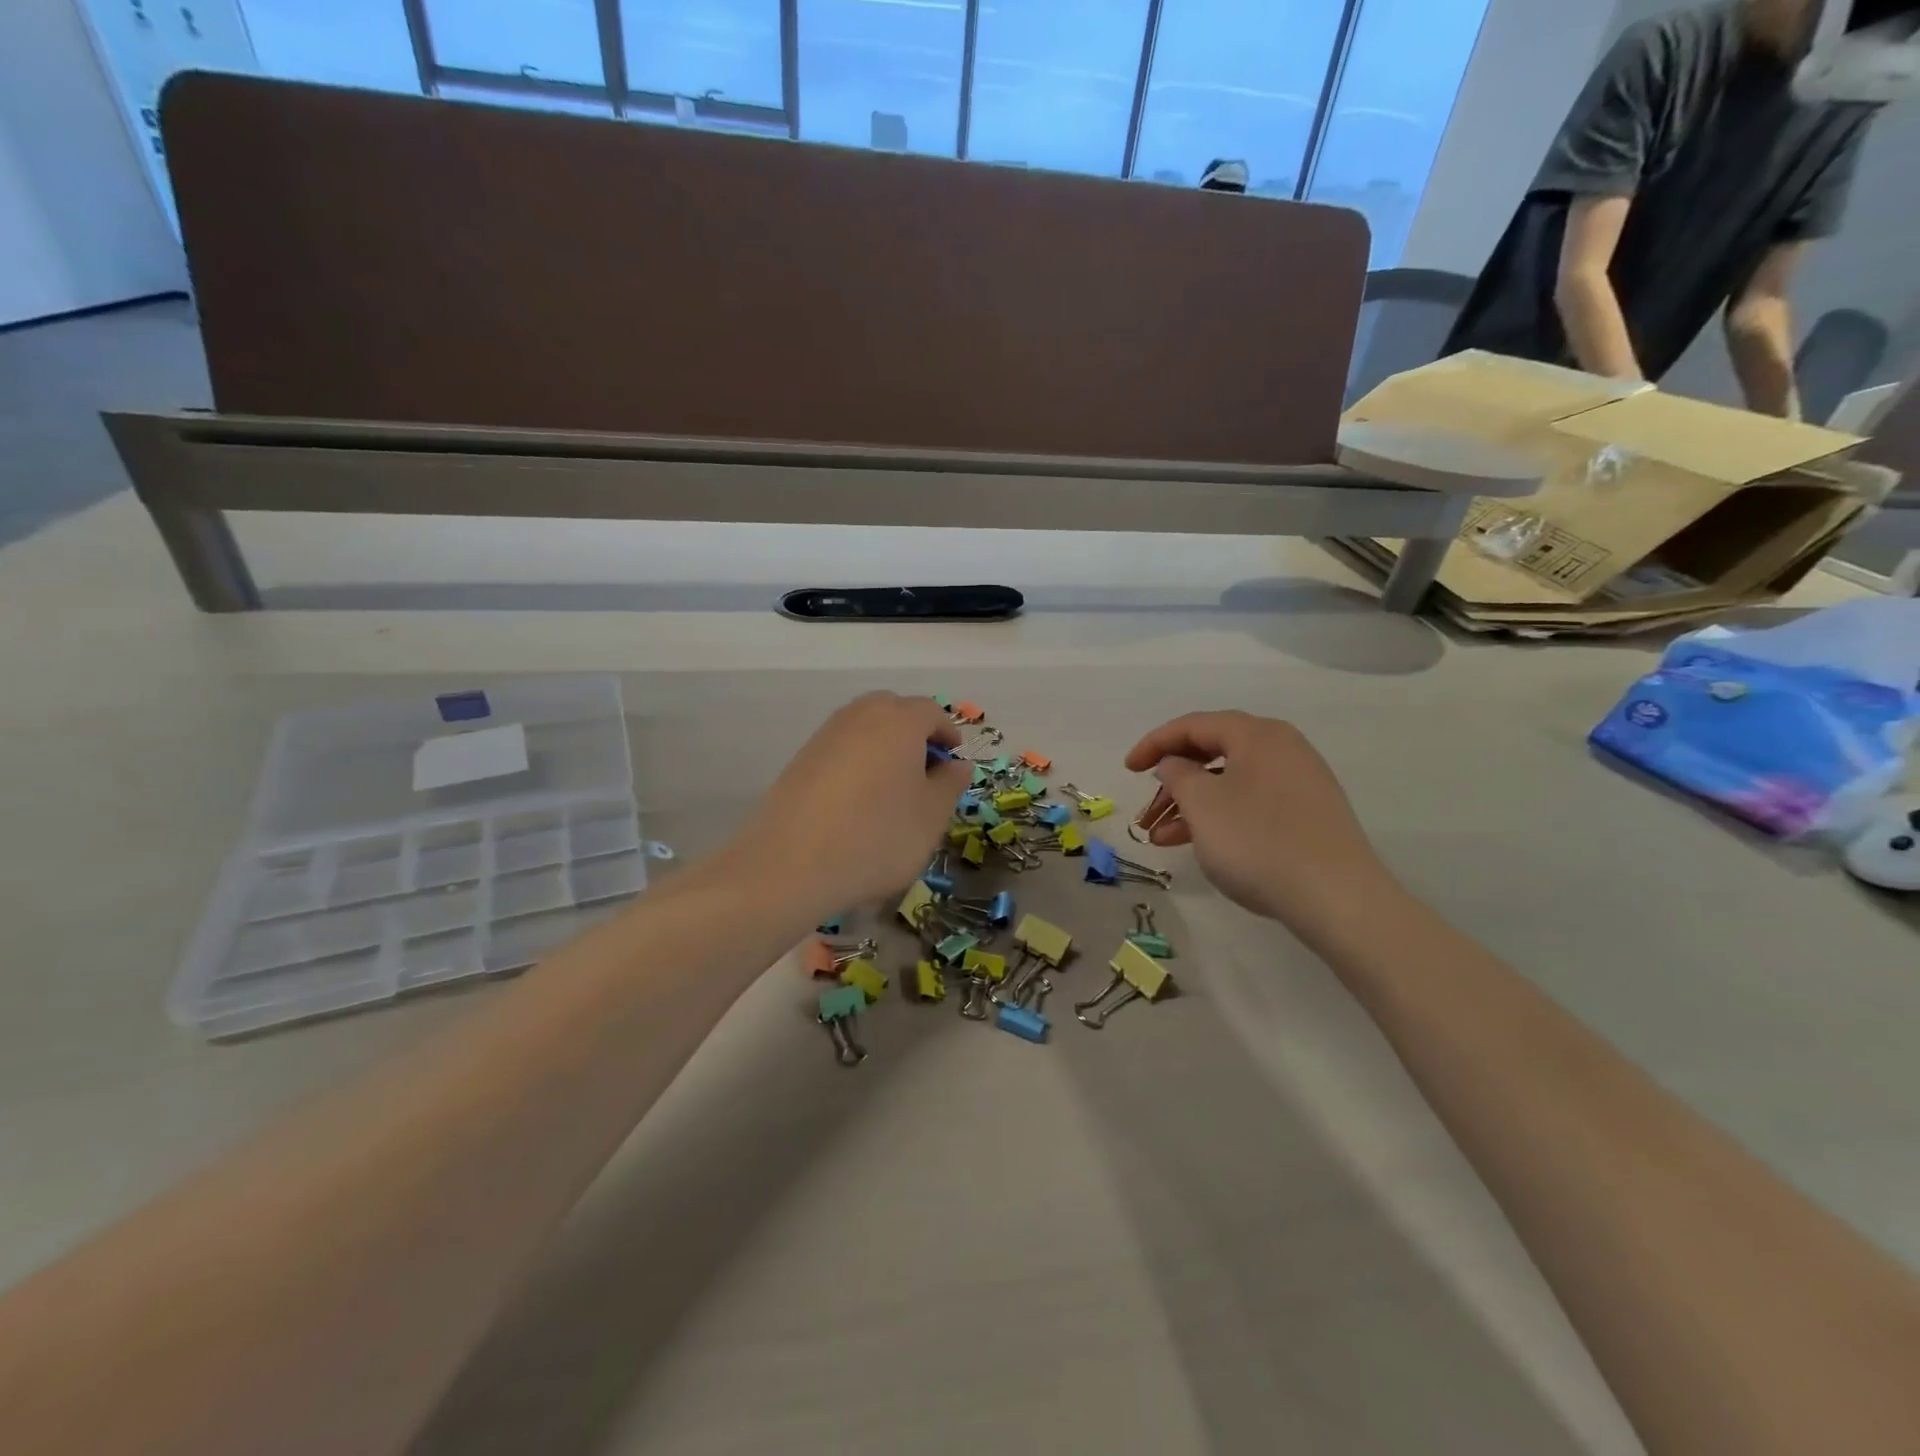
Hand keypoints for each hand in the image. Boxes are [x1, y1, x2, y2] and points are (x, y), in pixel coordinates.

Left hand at [723, 693, 967, 922]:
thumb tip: (956, 764)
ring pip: (864, 726)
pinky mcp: (800, 759)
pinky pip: (840, 747)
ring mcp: (825, 735)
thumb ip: (950, 784)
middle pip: (894, 709)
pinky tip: (858, 800)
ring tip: (892, 787)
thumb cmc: (878, 837)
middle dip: (914, 732)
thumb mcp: (931, 817)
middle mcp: (860, 716)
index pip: (931, 712)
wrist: (792, 865)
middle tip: (925, 770)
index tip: (953, 762)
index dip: (947, 734)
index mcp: (899, 721)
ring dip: (884, 745)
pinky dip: (857, 761)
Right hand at [1124, 711, 1394, 935]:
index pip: (1193, 725)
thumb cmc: (1258, 841)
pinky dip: (1219, 819)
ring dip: (1191, 806)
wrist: (1337, 898)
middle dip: (1172, 783)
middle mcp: (1282, 749)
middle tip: (1146, 810)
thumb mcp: (1202, 804)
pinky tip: (1199, 846)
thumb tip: (1175, 764)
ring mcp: (1299, 783)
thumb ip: (1177, 774)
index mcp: (1257, 734)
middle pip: (1212, 754)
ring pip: (1229, 784)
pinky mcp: (1307, 816)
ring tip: (1160, 839)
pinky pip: (1250, 805)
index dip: (1154, 744)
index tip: (1127, 770)